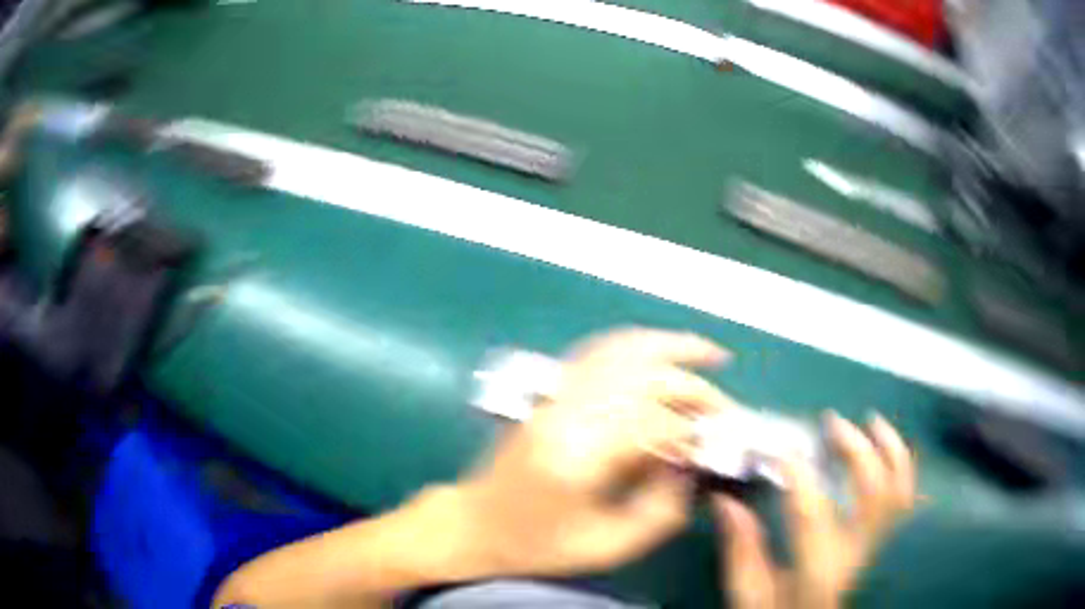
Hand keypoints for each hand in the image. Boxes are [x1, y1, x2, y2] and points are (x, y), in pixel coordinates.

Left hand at [451, 328, 736, 576]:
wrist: (477, 525)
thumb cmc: (538, 545)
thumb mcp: (606, 547)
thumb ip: (661, 511)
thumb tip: (692, 466)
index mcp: (578, 459)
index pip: (653, 424)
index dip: (693, 431)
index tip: (717, 443)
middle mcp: (567, 415)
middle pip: (644, 379)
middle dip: (693, 389)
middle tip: (723, 409)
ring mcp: (554, 396)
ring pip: (621, 351)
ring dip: (670, 347)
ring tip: (709, 353)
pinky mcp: (550, 392)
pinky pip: (598, 352)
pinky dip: (636, 344)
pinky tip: (660, 350)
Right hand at [713, 411, 915, 608]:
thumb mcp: (748, 595)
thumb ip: (741, 550)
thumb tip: (725, 501)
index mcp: (817, 573)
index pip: (814, 516)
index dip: (799, 476)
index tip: (780, 449)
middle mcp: (856, 556)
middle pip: (873, 494)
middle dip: (856, 450)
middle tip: (832, 423)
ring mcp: (875, 547)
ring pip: (898, 491)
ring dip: (890, 450)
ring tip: (872, 421)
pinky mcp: (880, 542)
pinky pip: (903, 499)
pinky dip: (901, 467)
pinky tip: (888, 446)